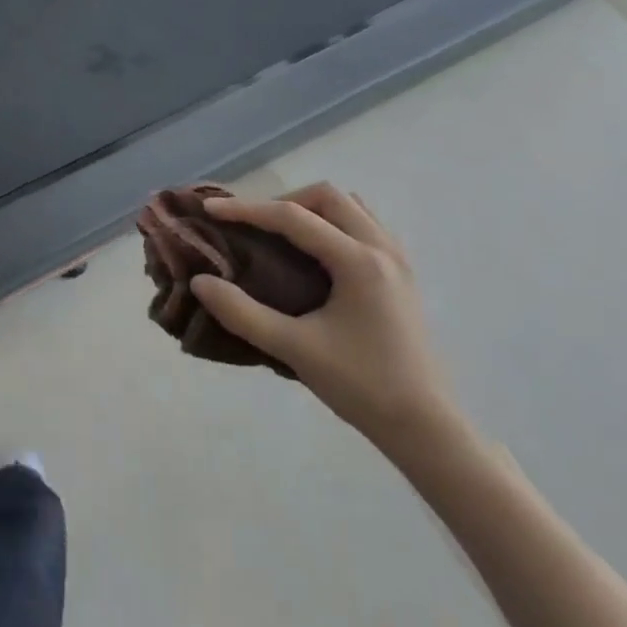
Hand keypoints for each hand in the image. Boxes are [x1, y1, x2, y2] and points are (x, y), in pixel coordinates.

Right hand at [188, 184, 461, 453]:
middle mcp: (382, 248)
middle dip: (284, 202)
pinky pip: (364, 227)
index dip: (247, 209)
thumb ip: (243, 313)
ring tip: (282, 236)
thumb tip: (201, 282)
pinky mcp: (401, 276)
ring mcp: (397, 260)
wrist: (426, 428)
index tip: (211, 209)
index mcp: (358, 261)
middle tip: (252, 226)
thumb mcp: (295, 350)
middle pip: (328, 197)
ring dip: (312, 210)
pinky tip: (315, 257)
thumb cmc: (362, 386)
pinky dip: (333, 225)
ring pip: (351, 207)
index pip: (293, 217)